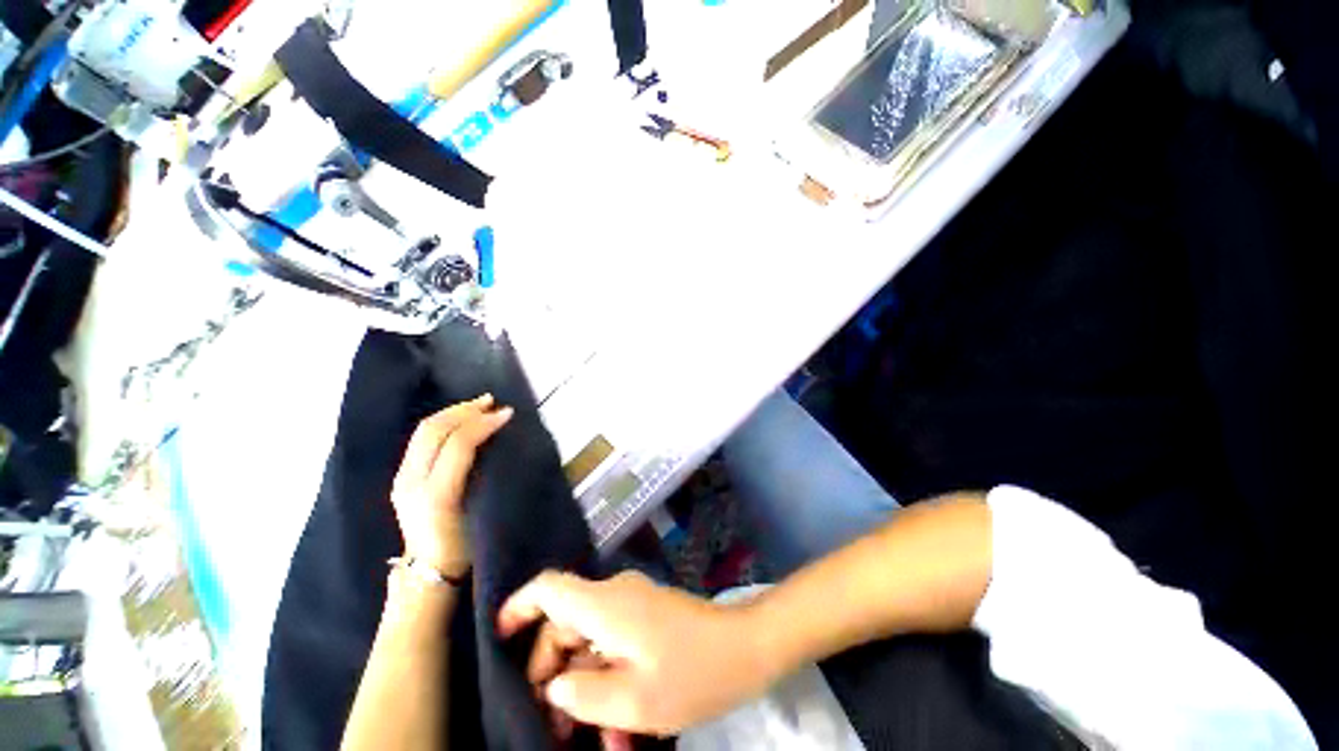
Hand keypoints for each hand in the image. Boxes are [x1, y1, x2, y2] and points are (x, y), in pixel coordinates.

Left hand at [390, 395, 512, 577]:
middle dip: (465, 410)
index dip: (483, 424)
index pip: (457, 444)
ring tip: (479, 405)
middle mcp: (412, 481)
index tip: (508, 414)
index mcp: (435, 494)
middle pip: (434, 430)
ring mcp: (402, 478)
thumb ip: (486, 475)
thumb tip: (499, 439)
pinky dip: (444, 422)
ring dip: (454, 412)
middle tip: (492, 402)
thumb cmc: (466, 545)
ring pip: (424, 430)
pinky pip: (421, 439)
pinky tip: (461, 420)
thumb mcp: (483, 512)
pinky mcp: (401, 476)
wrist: (429, 570)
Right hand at [498, 571, 773, 736]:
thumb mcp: (632, 700)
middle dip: (554, 674)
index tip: (500, 637)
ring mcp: (633, 604)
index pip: (550, 588)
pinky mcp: (647, 617)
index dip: (519, 607)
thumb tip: (556, 687)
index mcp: (604, 605)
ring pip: (591, 642)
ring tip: (597, 740)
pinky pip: (614, 644)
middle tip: (556, 728)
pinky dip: (609, 679)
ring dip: (586, 687)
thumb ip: (582, 694)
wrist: (744, 648)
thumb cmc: (690, 673)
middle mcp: (615, 596)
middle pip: (565, 624)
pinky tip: (621, 727)